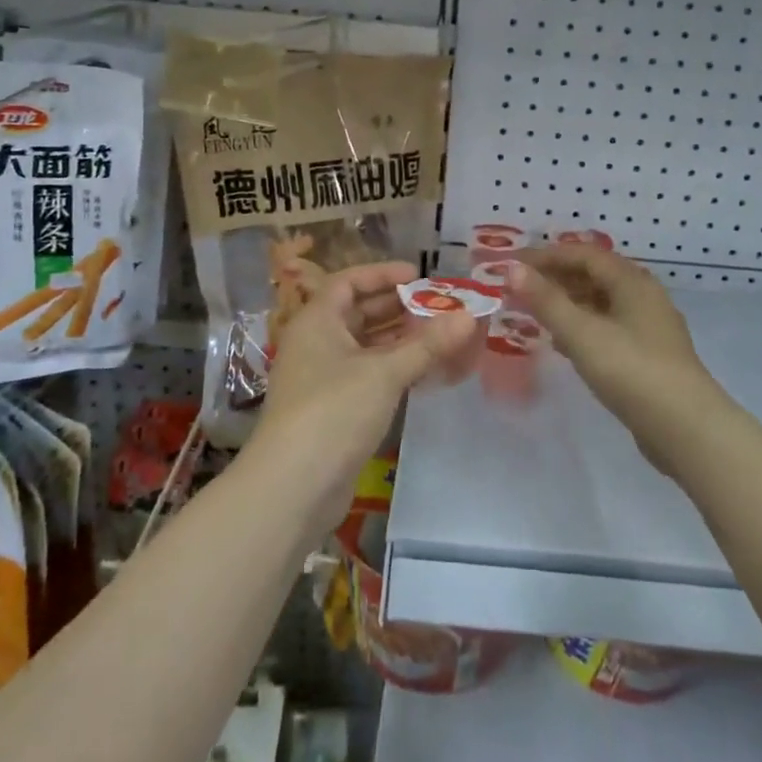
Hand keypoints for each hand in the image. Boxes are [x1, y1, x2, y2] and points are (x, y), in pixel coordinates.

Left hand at [251, 260, 476, 531]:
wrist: (293, 487)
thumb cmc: (334, 411)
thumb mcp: (384, 372)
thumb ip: (427, 344)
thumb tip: (468, 316)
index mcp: (317, 321)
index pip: (348, 282)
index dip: (381, 274)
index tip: (418, 275)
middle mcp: (315, 343)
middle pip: (357, 312)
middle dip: (397, 307)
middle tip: (438, 306)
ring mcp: (322, 378)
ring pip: (364, 346)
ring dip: (399, 339)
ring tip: (439, 335)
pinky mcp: (332, 409)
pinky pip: (366, 375)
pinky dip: (392, 368)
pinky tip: (423, 372)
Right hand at [510, 246, 723, 474]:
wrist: (686, 429)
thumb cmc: (631, 371)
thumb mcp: (582, 334)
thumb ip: (546, 300)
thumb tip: (513, 268)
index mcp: (632, 281)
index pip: (583, 254)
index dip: (546, 256)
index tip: (512, 265)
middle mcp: (644, 296)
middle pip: (594, 274)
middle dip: (556, 277)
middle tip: (519, 287)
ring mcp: (649, 327)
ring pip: (601, 302)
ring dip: (568, 302)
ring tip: (535, 312)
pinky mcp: (649, 355)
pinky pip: (608, 326)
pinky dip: (582, 326)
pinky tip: (563, 343)